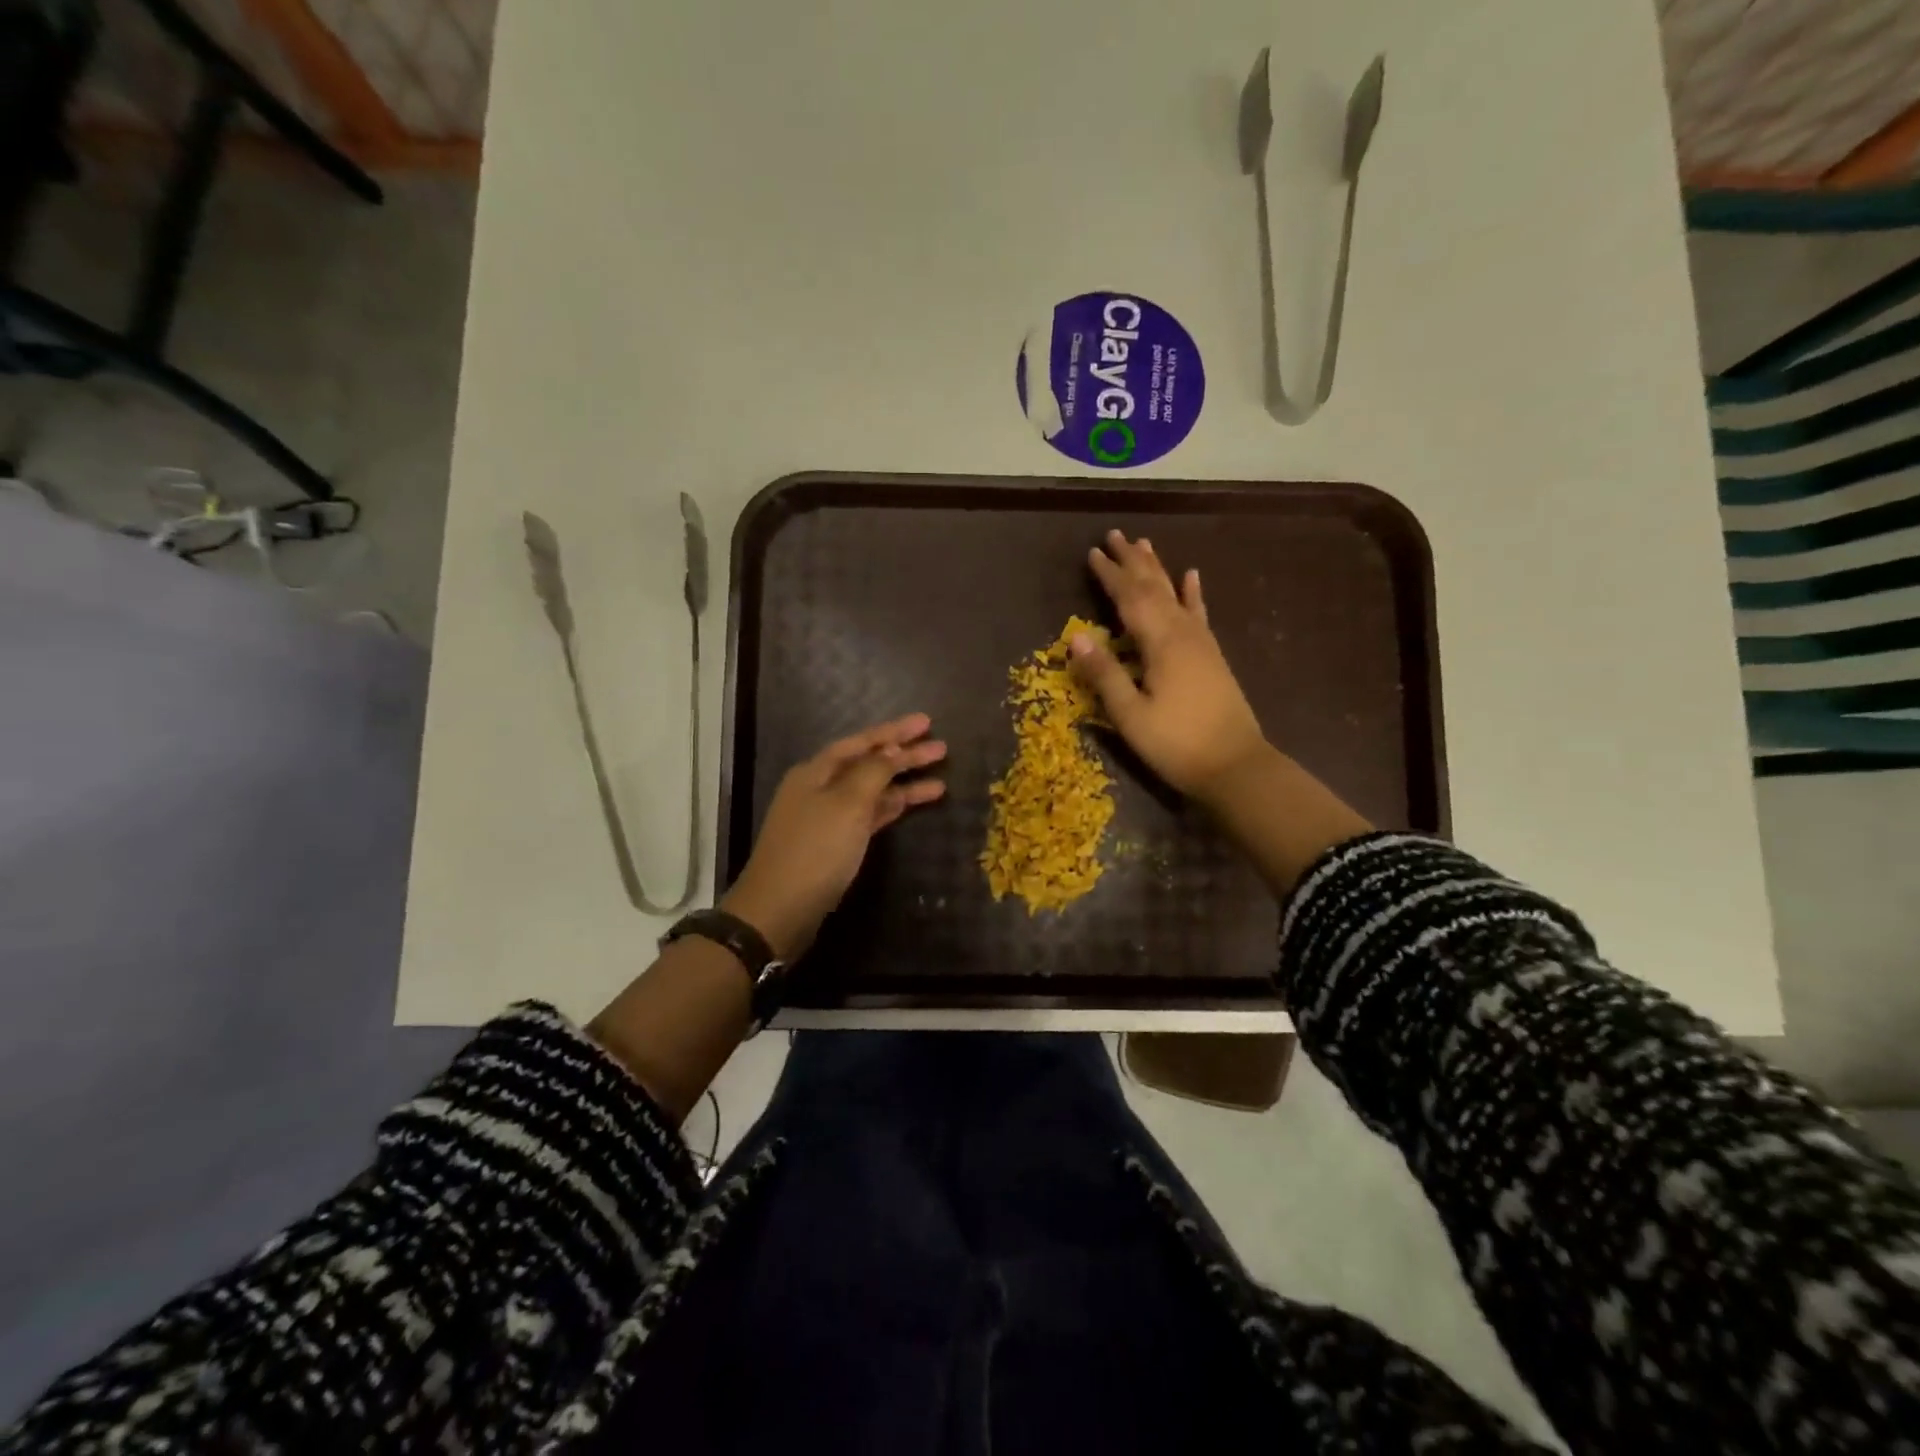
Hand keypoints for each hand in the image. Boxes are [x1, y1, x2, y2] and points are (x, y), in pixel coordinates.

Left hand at [720, 713, 946, 958]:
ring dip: (904, 784)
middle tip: (942, 749)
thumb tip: (892, 749)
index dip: (894, 731)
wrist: (780, 910)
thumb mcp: (847, 804)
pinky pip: (870, 815)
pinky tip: (915, 803)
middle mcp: (820, 788)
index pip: (861, 742)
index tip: (927, 722)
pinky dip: (892, 808)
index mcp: (816, 771)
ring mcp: (828, 817)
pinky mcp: (836, 844)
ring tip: (941, 780)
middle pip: (868, 764)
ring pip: (872, 791)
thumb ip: (873, 772)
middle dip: (904, 756)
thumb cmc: (815, 850)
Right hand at [1071, 530, 1269, 803]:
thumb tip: (1076, 636)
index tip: (1092, 552)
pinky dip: (1192, 593)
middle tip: (1115, 535)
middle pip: (1154, 587)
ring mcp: (1201, 643)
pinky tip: (1192, 576)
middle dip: (1133, 562)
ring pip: (1175, 594)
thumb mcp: (1131, 715)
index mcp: (1160, 644)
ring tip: (1145, 544)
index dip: (1110, 575)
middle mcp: (1182, 633)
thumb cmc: (1177, 744)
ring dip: (1158, 569)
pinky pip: (1198, 614)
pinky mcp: (1212, 656)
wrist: (1236, 766)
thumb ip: (1104, 674)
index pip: (1129, 599)